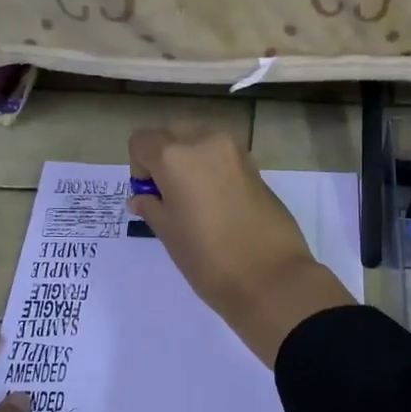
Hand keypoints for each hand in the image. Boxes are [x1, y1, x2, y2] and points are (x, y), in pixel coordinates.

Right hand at [128, 126, 354, 365]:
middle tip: (170, 196)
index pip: (142, 140)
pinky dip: (214, 171)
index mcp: (176, 155)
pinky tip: (220, 206)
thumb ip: (152, 207)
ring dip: (191, 161)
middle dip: (165, 157)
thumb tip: (144, 197)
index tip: (150, 196)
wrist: (271, 278)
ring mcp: (237, 153)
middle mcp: (206, 142)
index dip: (139, 167)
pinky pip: (224, 158)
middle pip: (174, 133)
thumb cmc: (208, 258)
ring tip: (196, 202)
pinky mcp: (257, 169)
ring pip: (202, 142)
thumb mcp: (169, 233)